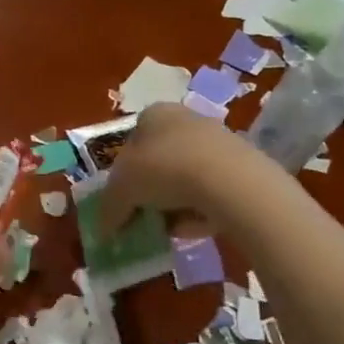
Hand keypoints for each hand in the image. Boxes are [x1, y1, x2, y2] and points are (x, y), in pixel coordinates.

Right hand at [96, 103, 266, 233]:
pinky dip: (198, 210)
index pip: (131, 141)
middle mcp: (185, 120)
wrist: (229, 181)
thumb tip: (103, 229)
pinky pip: (209, 192)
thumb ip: (109, 208)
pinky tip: (193, 227)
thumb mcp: (121, 190)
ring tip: (167, 227)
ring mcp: (217, 142)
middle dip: (149, 190)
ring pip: (184, 177)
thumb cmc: (164, 170)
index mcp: (153, 114)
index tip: (121, 200)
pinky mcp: (240, 168)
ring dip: (173, 203)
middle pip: (159, 159)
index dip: (122, 172)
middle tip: (141, 215)